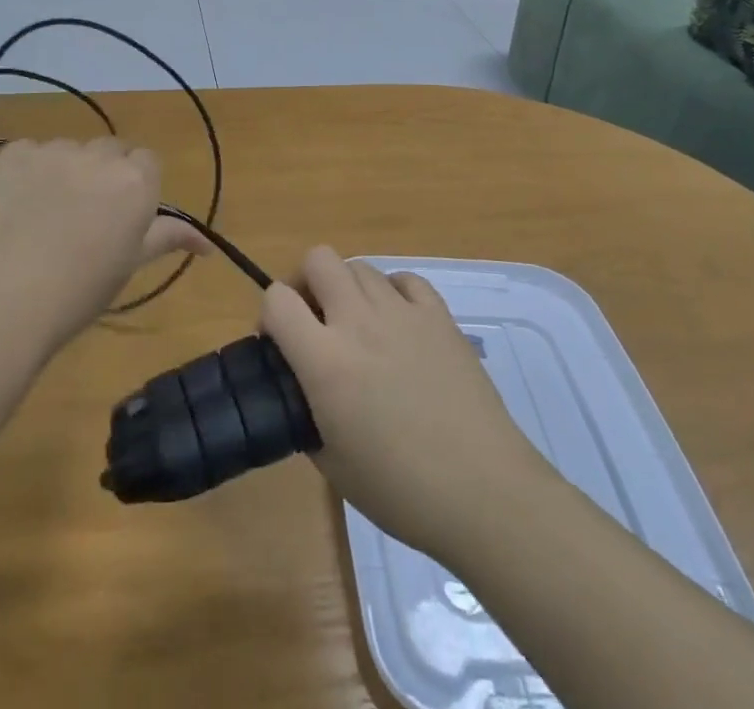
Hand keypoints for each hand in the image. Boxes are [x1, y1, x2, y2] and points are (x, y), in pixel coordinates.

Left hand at [0, 138, 208, 354]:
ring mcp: (53, 150)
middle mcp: (99, 156)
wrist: (4, 301)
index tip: (119, 216)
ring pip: (69, 151)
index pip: (147, 162)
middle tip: (84, 217)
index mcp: (136, 182)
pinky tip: (16, 207)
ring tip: (43, 215)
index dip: (134, 187)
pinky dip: (28, 173)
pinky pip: (29, 153)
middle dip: (103, 175)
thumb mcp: (130, 264)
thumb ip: (168, 238)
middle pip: (109, 151)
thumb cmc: (79, 292)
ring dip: (65, 171)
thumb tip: (208, 243)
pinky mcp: (13, 154)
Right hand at [260, 246, 546, 559]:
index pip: (277, 299)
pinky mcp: (440, 316)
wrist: (484, 493)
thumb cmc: (401, 491)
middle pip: (318, 259)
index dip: (269, 315)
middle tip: (314, 321)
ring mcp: (403, 313)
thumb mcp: (332, 465)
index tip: (279, 343)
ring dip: (349, 290)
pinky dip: (393, 293)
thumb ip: (306, 414)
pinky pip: (405, 279)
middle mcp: (359, 322)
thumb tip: (303, 390)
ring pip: (360, 267)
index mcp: (325, 361)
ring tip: (359, 328)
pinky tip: (399, 324)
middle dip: (306, 282)